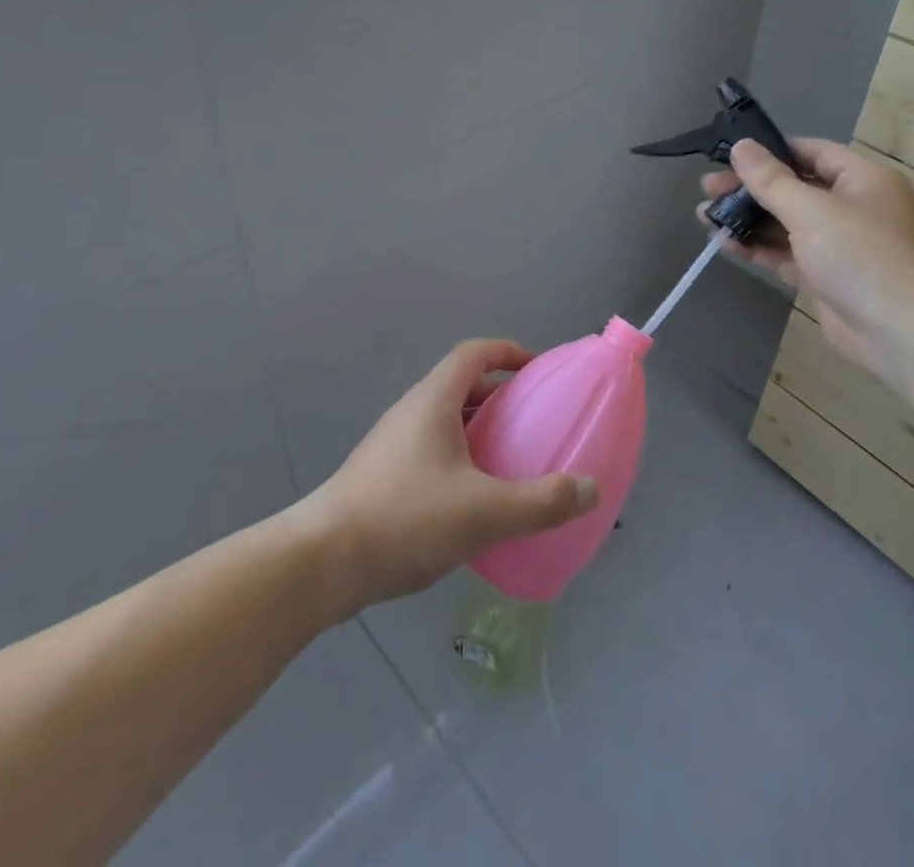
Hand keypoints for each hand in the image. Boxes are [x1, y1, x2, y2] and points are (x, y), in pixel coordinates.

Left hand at [298, 340, 599, 616]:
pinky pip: (432, 451)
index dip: (508, 352)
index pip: (474, 353)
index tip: (538, 370)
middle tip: (534, 423)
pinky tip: (474, 502)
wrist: (322, 562)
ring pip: (445, 422)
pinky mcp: (382, 476)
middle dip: (500, 398)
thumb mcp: (484, 512)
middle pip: (461, 386)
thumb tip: (591, 489)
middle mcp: (411, 411)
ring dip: (479, 431)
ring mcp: (392, 444)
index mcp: (433, 400)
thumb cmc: (405, 518)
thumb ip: (542, 502)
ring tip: (511, 463)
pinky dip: (460, 460)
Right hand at [701, 138, 913, 374]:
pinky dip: (759, 248)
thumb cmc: (862, 255)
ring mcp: (839, 244)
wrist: (903, 331)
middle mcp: (852, 206)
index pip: (809, 152)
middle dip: (749, 190)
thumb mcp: (811, 210)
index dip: (769, 152)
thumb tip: (741, 146)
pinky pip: (787, 254)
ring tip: (705, 218)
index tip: (728, 157)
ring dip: (748, 220)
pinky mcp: (826, 276)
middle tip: (707, 191)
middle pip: (792, 188)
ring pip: (785, 223)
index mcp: (861, 179)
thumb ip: (771, 180)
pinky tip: (726, 245)